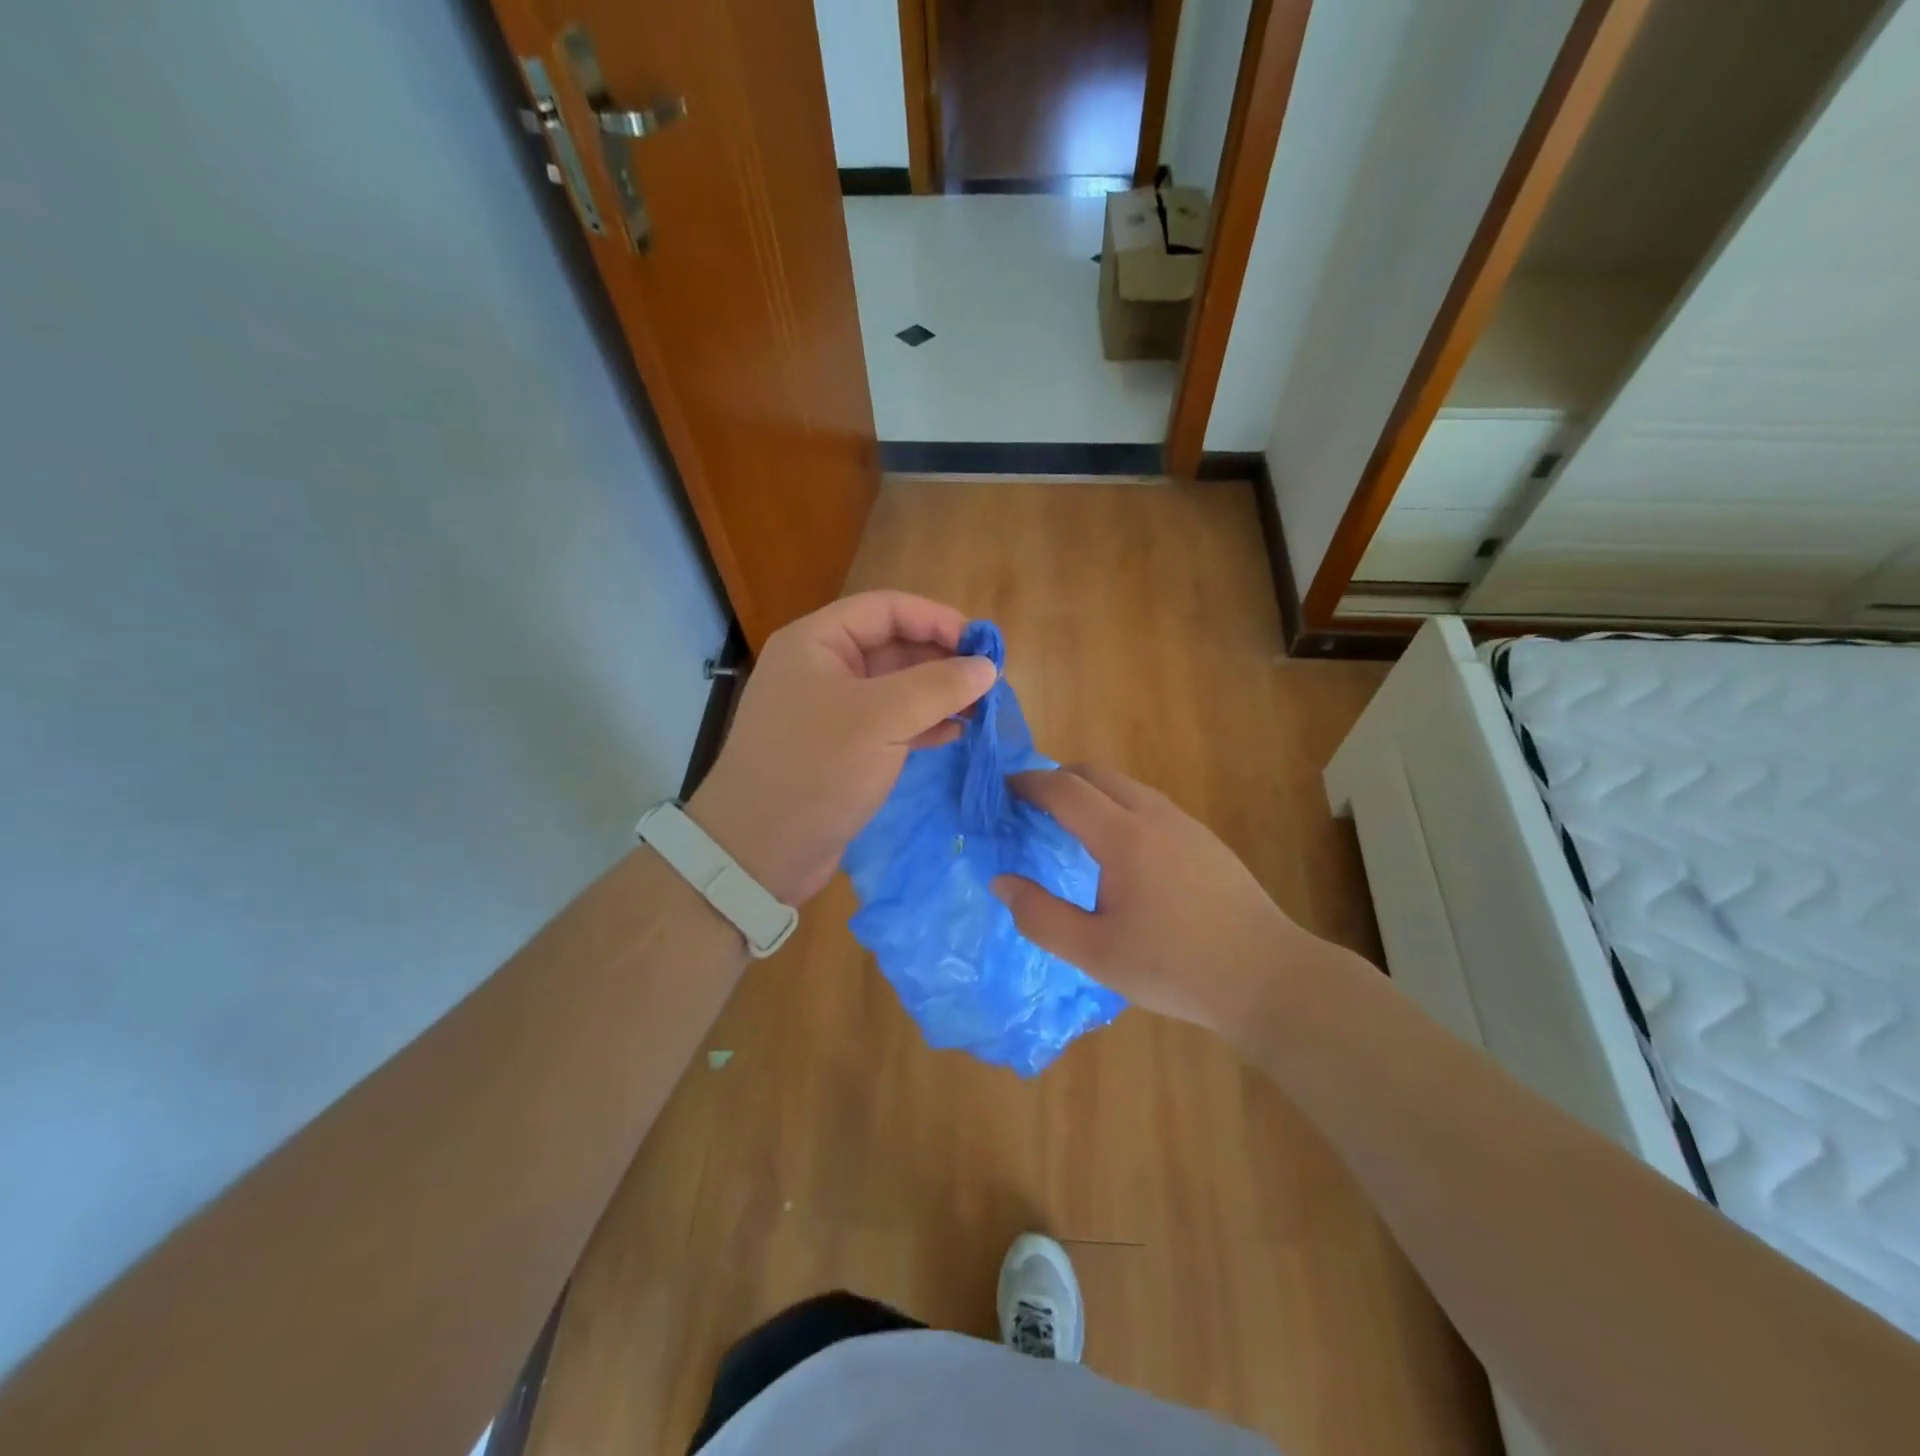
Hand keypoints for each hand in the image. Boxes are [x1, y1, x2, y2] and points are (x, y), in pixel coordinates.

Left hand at [686, 592, 996, 905]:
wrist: (758, 852)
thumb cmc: (816, 770)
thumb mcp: (881, 719)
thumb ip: (938, 686)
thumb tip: (987, 666)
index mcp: (817, 642)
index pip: (886, 609)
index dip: (937, 619)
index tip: (983, 645)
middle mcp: (821, 668)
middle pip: (893, 645)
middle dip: (942, 659)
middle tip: (989, 681)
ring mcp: (830, 711)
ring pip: (895, 687)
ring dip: (937, 693)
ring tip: (981, 708)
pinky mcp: (841, 749)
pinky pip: (889, 723)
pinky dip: (922, 724)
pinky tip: (954, 733)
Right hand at [992, 765, 1337, 1039]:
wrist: (1268, 976)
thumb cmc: (1175, 967)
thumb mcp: (1095, 953)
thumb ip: (1040, 917)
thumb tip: (1001, 883)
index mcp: (1124, 837)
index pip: (1065, 790)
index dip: (1029, 785)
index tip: (1004, 790)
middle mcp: (1154, 816)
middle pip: (1097, 774)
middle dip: (1058, 777)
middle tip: (1031, 802)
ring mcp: (1186, 825)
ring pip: (1127, 787)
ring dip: (1092, 791)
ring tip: (1071, 822)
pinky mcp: (1206, 841)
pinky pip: (1150, 804)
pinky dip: (1119, 806)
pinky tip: (1120, 848)